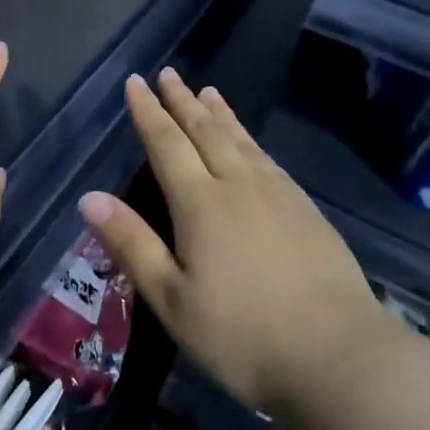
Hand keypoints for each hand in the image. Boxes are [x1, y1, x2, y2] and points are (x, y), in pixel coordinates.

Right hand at [79, 68, 395, 417]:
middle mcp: (238, 185)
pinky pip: (268, 158)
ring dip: (220, 113)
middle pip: (205, 131)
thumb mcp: (172, 300)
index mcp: (201, 203)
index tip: (136, 82)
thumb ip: (132, 244)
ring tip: (207, 91)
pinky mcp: (306, 210)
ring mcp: (278, 194)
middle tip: (168, 73)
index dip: (148, 111)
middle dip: (182, 100)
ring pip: (241, 140)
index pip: (167, 143)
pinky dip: (251, 139)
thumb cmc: (243, 336)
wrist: (338, 357)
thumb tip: (90, 197)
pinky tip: (251, 142)